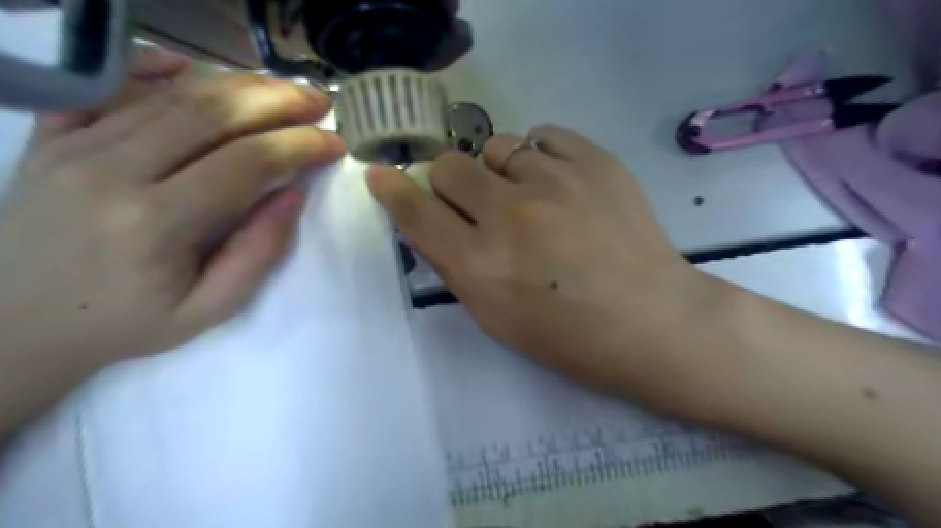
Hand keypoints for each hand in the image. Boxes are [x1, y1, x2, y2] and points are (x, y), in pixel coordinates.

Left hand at [0, 46, 343, 430]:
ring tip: (281, 90)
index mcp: (156, 223)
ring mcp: (74, 147)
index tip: (335, 142)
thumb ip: (258, 253)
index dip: (300, 145)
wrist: (16, 325)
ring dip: (237, 86)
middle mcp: (112, 171)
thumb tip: (294, 194)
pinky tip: (188, 67)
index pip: (247, 162)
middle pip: (211, 113)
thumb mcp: (210, 309)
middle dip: (278, 101)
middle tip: (319, 100)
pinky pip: (105, 86)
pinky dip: (150, 68)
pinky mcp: (51, 138)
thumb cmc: (127, 322)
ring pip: (170, 94)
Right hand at [366, 126, 713, 400]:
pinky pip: (542, 136)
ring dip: (498, 172)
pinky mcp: (594, 161)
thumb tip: (426, 221)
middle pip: (450, 166)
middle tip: (477, 206)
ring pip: (495, 147)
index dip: (393, 190)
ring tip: (527, 198)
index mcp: (480, 264)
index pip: (416, 211)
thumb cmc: (567, 335)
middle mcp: (509, 215)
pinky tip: (554, 182)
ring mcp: (554, 181)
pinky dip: (538, 157)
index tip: (382, 176)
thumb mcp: (494, 317)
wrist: (650, 320)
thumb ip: (453, 265)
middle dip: (451, 185)